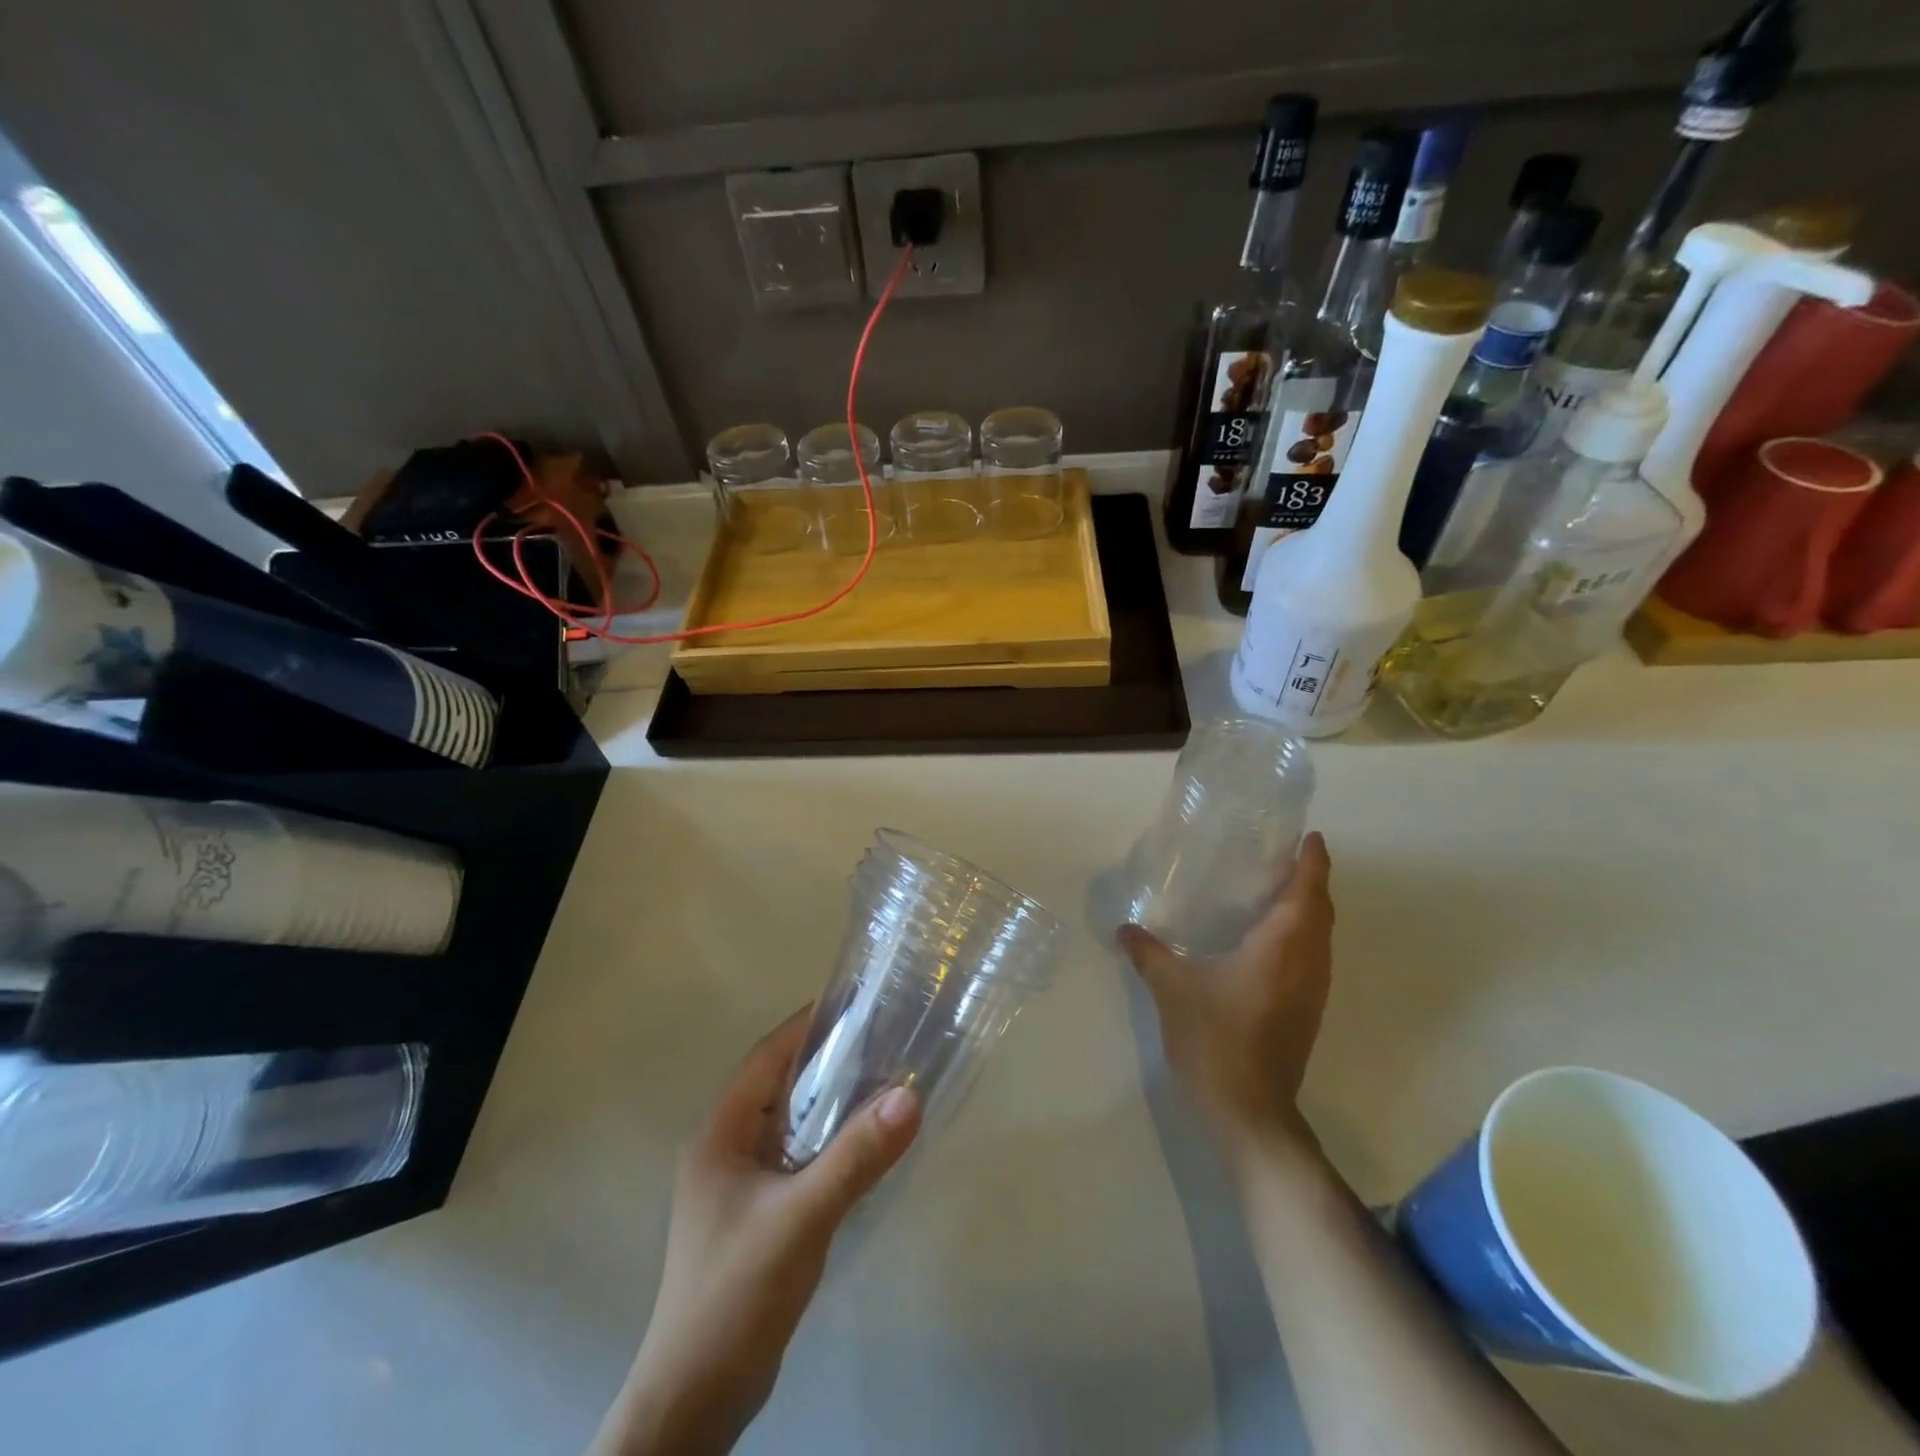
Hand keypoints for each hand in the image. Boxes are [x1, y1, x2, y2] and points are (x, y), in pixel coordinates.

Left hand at [592, 1010, 921, 1455]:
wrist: (695, 1399)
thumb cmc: (736, 1292)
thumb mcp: (801, 1218)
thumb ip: (855, 1157)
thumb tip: (910, 1096)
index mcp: (719, 1133)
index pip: (766, 1056)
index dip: (808, 1026)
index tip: (858, 1005)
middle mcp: (723, 1147)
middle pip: (778, 1084)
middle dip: (826, 1060)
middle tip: (883, 1040)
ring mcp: (736, 1183)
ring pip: (788, 1121)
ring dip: (828, 1101)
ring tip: (882, 1082)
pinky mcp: (753, 1213)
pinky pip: (794, 1155)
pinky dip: (826, 1140)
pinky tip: (861, 1145)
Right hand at [1120, 831, 1333, 1166]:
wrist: (1248, 1112)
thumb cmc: (1215, 1038)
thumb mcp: (1172, 988)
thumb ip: (1148, 953)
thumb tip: (1124, 929)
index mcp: (1283, 946)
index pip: (1308, 891)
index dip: (1313, 861)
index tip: (1310, 837)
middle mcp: (1308, 963)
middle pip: (1322, 911)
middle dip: (1311, 881)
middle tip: (1285, 857)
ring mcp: (1312, 992)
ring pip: (1321, 937)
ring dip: (1309, 910)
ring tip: (1277, 891)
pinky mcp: (1307, 1013)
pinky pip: (1312, 959)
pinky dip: (1301, 937)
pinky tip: (1268, 942)